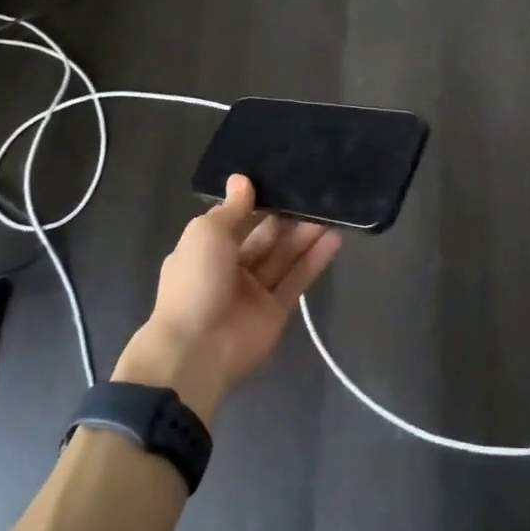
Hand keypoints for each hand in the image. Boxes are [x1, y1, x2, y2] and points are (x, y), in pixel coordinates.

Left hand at [113, 176, 340, 424]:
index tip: (281, 180)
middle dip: (287, 218)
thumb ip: (231, 209)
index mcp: (206, 250)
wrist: (196, 351)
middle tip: (314, 194)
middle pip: (265, 238)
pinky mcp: (276, 311)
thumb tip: (242, 179)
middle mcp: (230, 268)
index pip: (236, 220)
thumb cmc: (195, 282)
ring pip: (284, 257)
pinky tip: (334, 238)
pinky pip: (297, 280)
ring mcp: (254, 292)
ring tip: (331, 212)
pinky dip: (315, 260)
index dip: (257, 203)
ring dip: (305, 235)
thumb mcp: (206, 234)